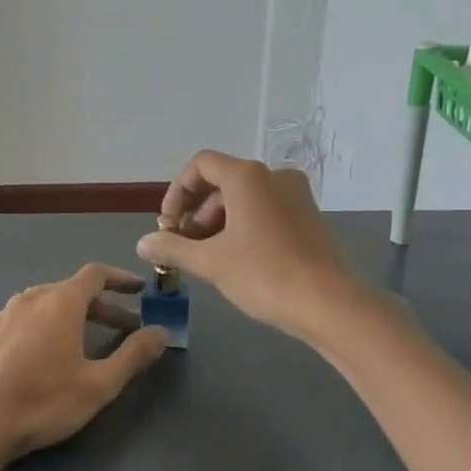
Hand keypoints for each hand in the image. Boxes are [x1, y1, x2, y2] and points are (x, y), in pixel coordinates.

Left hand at [0, 264, 167, 462]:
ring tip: (90, 341)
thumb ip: (133, 355)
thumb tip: (160, 332)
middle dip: (104, 306)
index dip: (121, 279)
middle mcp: (32, 298)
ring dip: (75, 316)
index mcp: (61, 301)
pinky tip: (50, 354)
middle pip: (74, 290)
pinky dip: (49, 324)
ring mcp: (6, 314)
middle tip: (126, 328)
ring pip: (49, 303)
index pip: (96, 274)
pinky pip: (28, 317)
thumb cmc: (42, 401)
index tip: (140, 289)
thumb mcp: (98, 384)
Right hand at [136, 151, 361, 341]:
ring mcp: (295, 195)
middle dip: (196, 212)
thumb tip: (142, 243)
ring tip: (207, 257)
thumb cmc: (263, 274)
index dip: (177, 192)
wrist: (328, 304)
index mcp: (247, 176)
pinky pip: (265, 210)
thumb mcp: (210, 262)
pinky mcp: (308, 216)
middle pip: (222, 182)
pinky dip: (243, 226)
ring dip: (218, 222)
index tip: (167, 224)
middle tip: (183, 245)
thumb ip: (172, 247)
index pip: (201, 165)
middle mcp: (273, 175)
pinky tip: (235, 259)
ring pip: (244, 198)